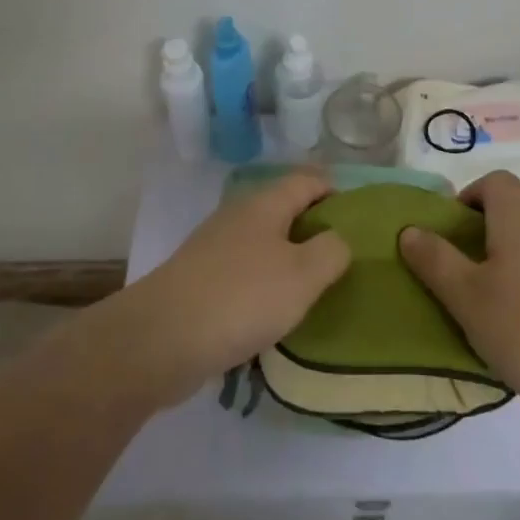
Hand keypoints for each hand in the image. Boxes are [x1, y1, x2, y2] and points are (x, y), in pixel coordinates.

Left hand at [104, 170, 350, 409]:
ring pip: (262, 241)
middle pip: (283, 208)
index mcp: (265, 204)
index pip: (307, 180)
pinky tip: (274, 311)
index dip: (333, 189)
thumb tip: (337, 238)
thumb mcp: (303, 275)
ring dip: (287, 256)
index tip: (358, 214)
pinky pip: (244, 271)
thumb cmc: (241, 298)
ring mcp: (214, 248)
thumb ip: (331, 252)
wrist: (161, 339)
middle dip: (312, 225)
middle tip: (341, 253)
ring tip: (314, 284)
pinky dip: (264, 282)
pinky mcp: (200, 281)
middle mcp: (238, 216)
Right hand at [399, 170, 519, 432]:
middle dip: (482, 243)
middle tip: (459, 282)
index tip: (451, 231)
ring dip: (507, 275)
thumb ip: (436, 262)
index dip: (470, 195)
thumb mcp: (468, 299)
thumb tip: (410, 229)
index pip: (498, 182)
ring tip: (488, 318)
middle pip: (513, 220)